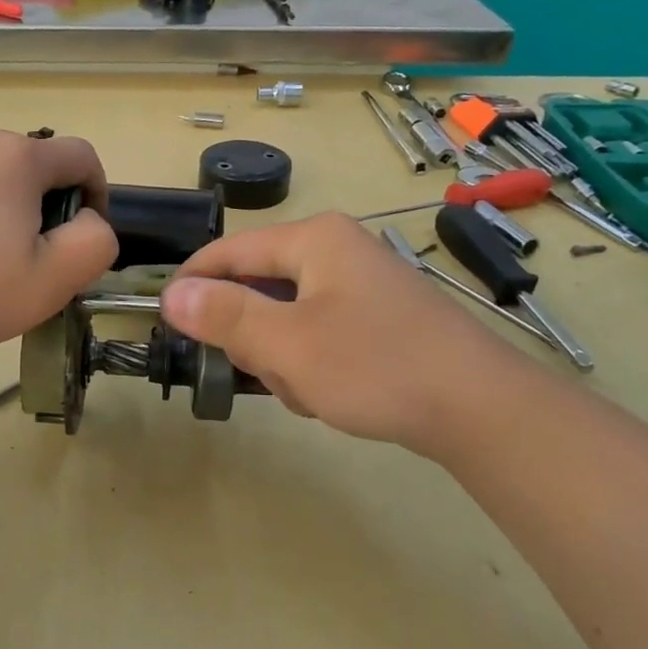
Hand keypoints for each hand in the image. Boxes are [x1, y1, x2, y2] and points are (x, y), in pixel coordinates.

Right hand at [159, 212, 525, 455]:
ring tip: (309, 390)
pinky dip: (312, 363)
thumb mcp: (288, 344)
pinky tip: (333, 392)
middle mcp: (336, 250)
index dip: (192, 284)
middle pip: (258, 286)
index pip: (228, 251)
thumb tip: (171, 293)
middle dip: (253, 336)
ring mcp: (360, 284)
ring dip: (283, 357)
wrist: (480, 409)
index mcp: (314, 240)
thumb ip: (225, 315)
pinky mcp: (376, 317)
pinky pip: (317, 332)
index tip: (167, 323)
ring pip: (286, 316)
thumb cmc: (376, 366)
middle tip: (268, 373)